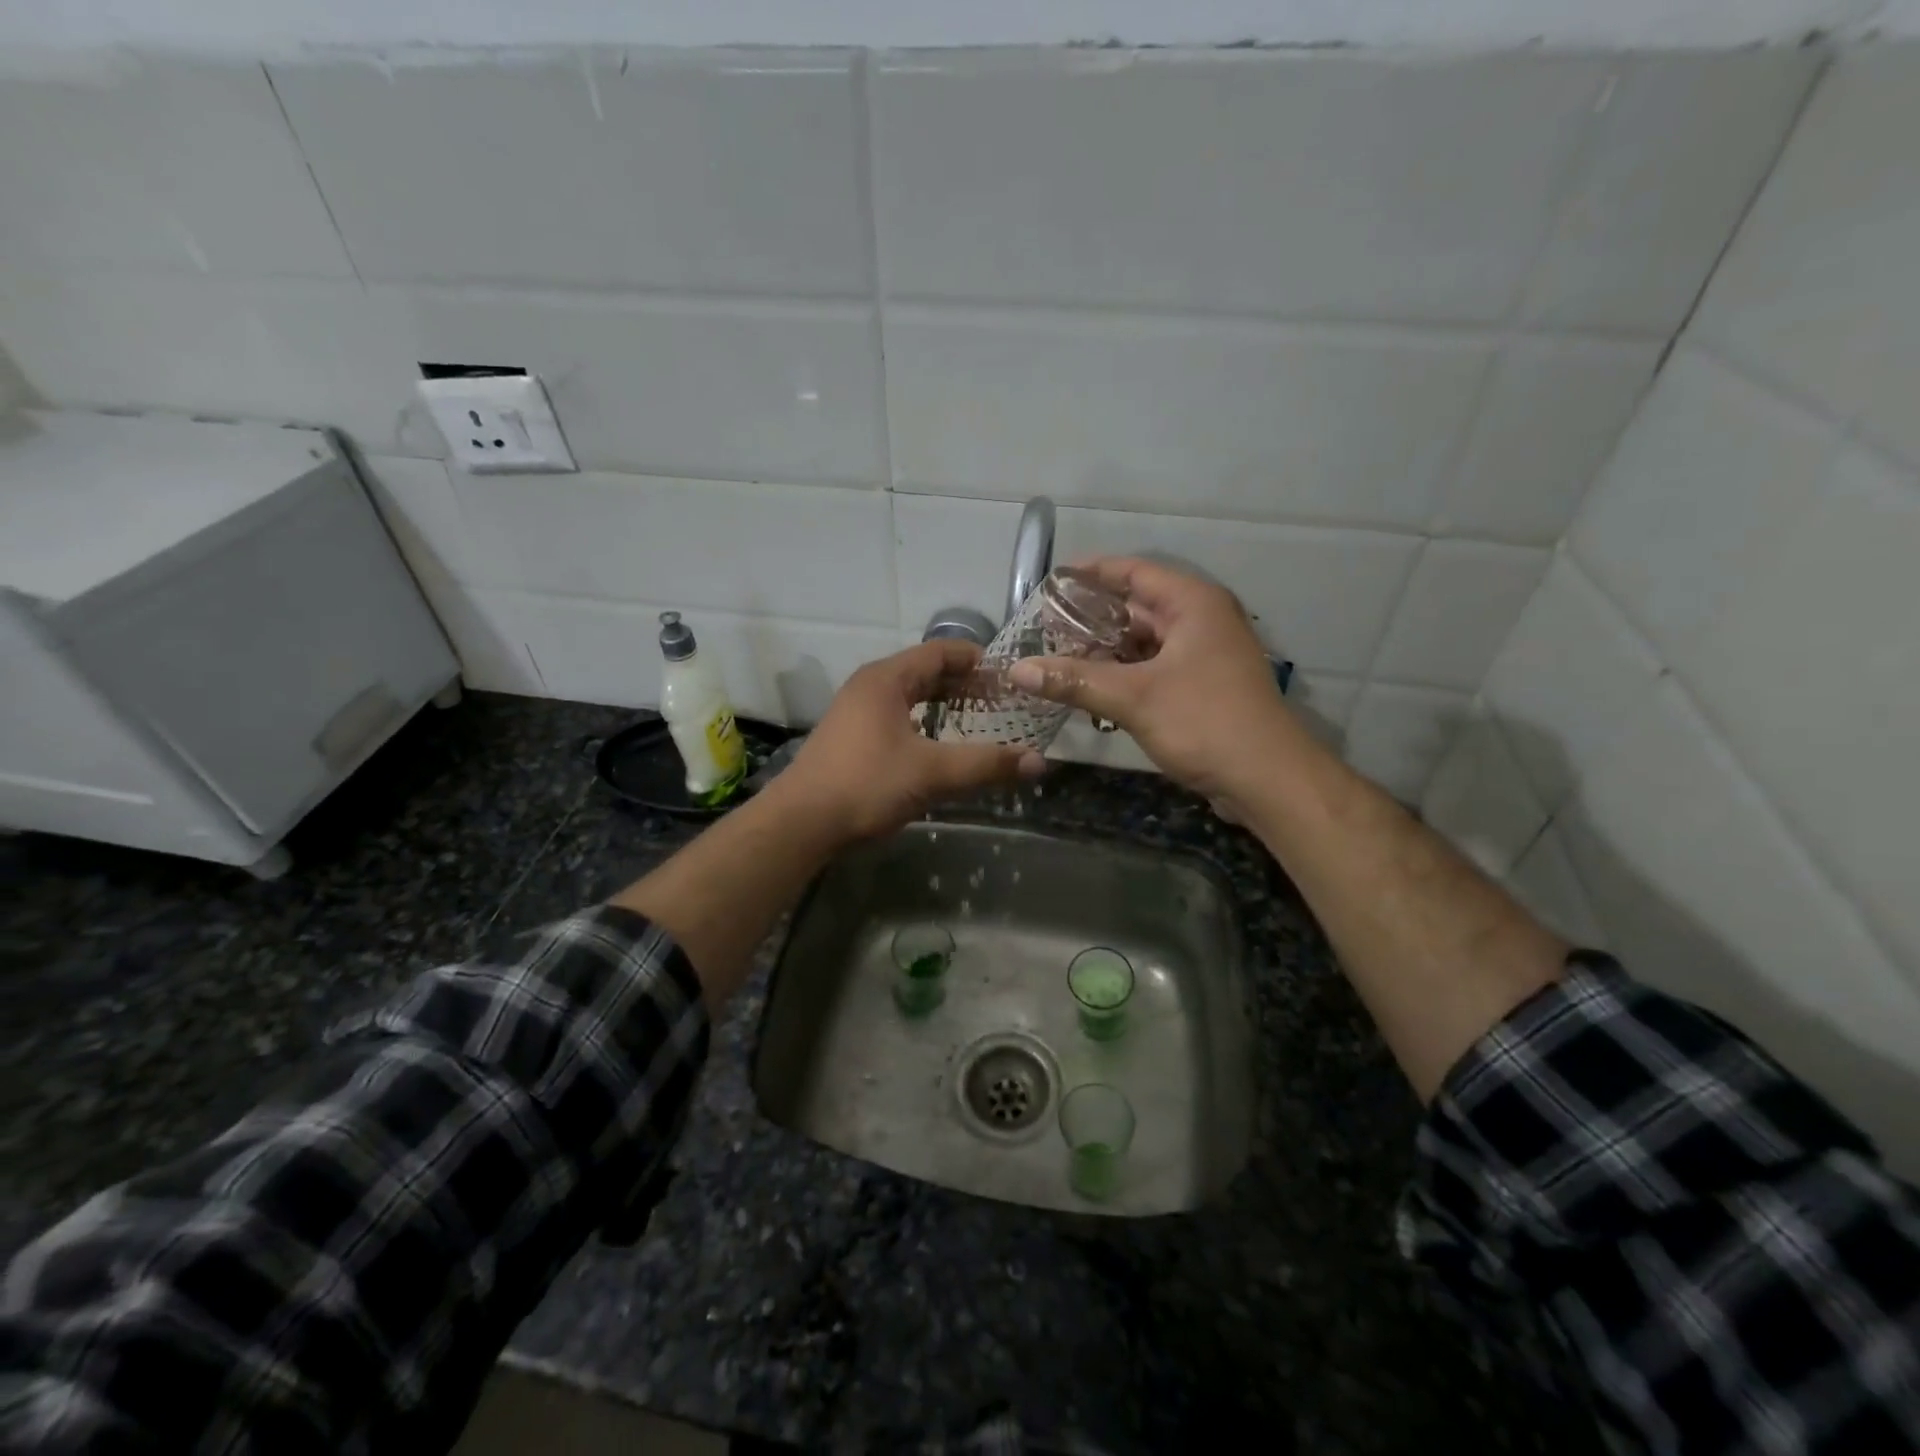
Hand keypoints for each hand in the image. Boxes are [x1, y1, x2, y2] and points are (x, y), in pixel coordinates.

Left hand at [779, 640, 1043, 842]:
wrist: (802, 823)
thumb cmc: (866, 784)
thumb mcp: (932, 773)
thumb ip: (986, 765)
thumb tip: (1039, 762)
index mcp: (886, 679)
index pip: (939, 652)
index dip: (976, 659)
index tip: (1009, 675)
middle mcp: (869, 686)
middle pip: (924, 672)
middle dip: (964, 683)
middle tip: (1002, 699)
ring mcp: (856, 712)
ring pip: (909, 696)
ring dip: (943, 703)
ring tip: (977, 719)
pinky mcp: (850, 738)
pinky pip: (896, 716)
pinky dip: (924, 722)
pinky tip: (938, 745)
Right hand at [1009, 557, 1296, 803]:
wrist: (1267, 779)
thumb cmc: (1205, 722)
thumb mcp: (1133, 698)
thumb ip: (1074, 680)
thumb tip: (1018, 669)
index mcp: (1192, 604)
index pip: (1134, 572)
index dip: (1092, 573)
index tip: (1052, 581)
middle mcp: (1201, 621)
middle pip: (1137, 608)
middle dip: (1091, 618)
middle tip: (1045, 628)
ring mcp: (1204, 656)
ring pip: (1144, 643)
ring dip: (1105, 651)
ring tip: (1058, 659)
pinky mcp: (1201, 688)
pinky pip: (1153, 669)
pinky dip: (1123, 676)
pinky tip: (1090, 690)